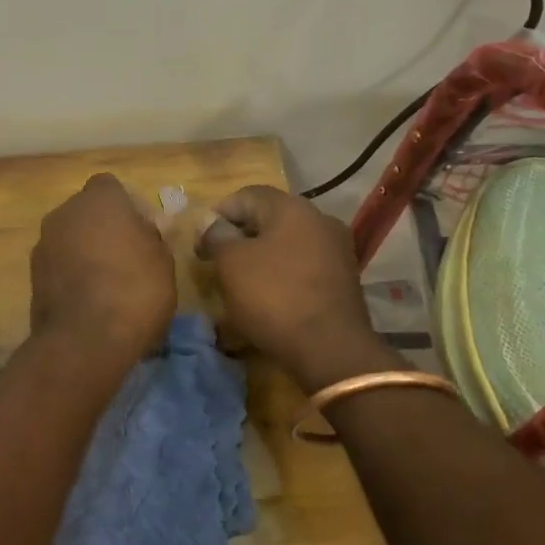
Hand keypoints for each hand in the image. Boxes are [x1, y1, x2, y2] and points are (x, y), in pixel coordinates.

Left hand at [30, 174, 175, 362]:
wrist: (85, 340)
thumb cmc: (135, 290)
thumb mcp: (163, 260)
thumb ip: (151, 237)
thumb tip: (142, 231)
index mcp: (99, 199)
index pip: (111, 187)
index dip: (127, 207)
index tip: (142, 232)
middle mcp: (64, 212)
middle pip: (87, 212)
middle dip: (104, 228)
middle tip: (128, 258)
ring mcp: (43, 244)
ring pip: (70, 238)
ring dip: (86, 252)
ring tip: (109, 284)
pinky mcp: (32, 275)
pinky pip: (59, 265)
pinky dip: (72, 275)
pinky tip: (91, 301)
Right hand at [197, 185, 387, 391]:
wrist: (330, 349)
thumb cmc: (274, 297)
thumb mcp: (232, 263)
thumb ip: (217, 236)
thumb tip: (211, 223)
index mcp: (292, 208)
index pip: (247, 195)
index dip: (218, 213)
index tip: (201, 241)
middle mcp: (320, 220)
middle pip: (270, 218)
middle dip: (240, 236)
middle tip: (216, 261)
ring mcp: (336, 250)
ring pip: (287, 244)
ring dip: (261, 257)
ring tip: (239, 282)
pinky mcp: (343, 280)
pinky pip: (303, 267)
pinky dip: (282, 275)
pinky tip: (268, 297)